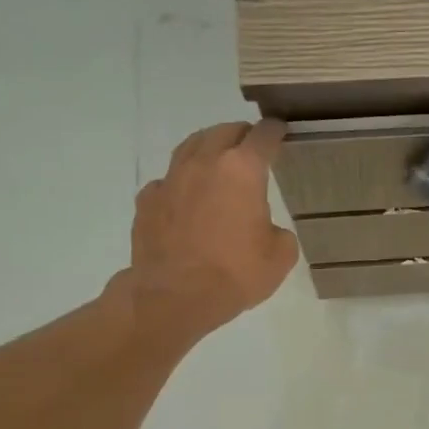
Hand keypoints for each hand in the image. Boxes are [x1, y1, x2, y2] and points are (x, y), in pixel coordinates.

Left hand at [126, 121, 297, 344]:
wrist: (174, 297)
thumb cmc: (235, 274)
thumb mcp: (280, 257)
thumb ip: (279, 232)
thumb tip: (266, 230)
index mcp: (242, 170)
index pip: (263, 137)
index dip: (274, 131)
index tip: (280, 131)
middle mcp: (204, 163)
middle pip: (223, 132)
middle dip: (241, 135)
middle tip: (251, 145)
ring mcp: (171, 179)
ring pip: (191, 147)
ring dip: (208, 148)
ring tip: (217, 160)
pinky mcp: (147, 200)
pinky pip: (168, 180)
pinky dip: (182, 182)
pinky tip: (186, 198)